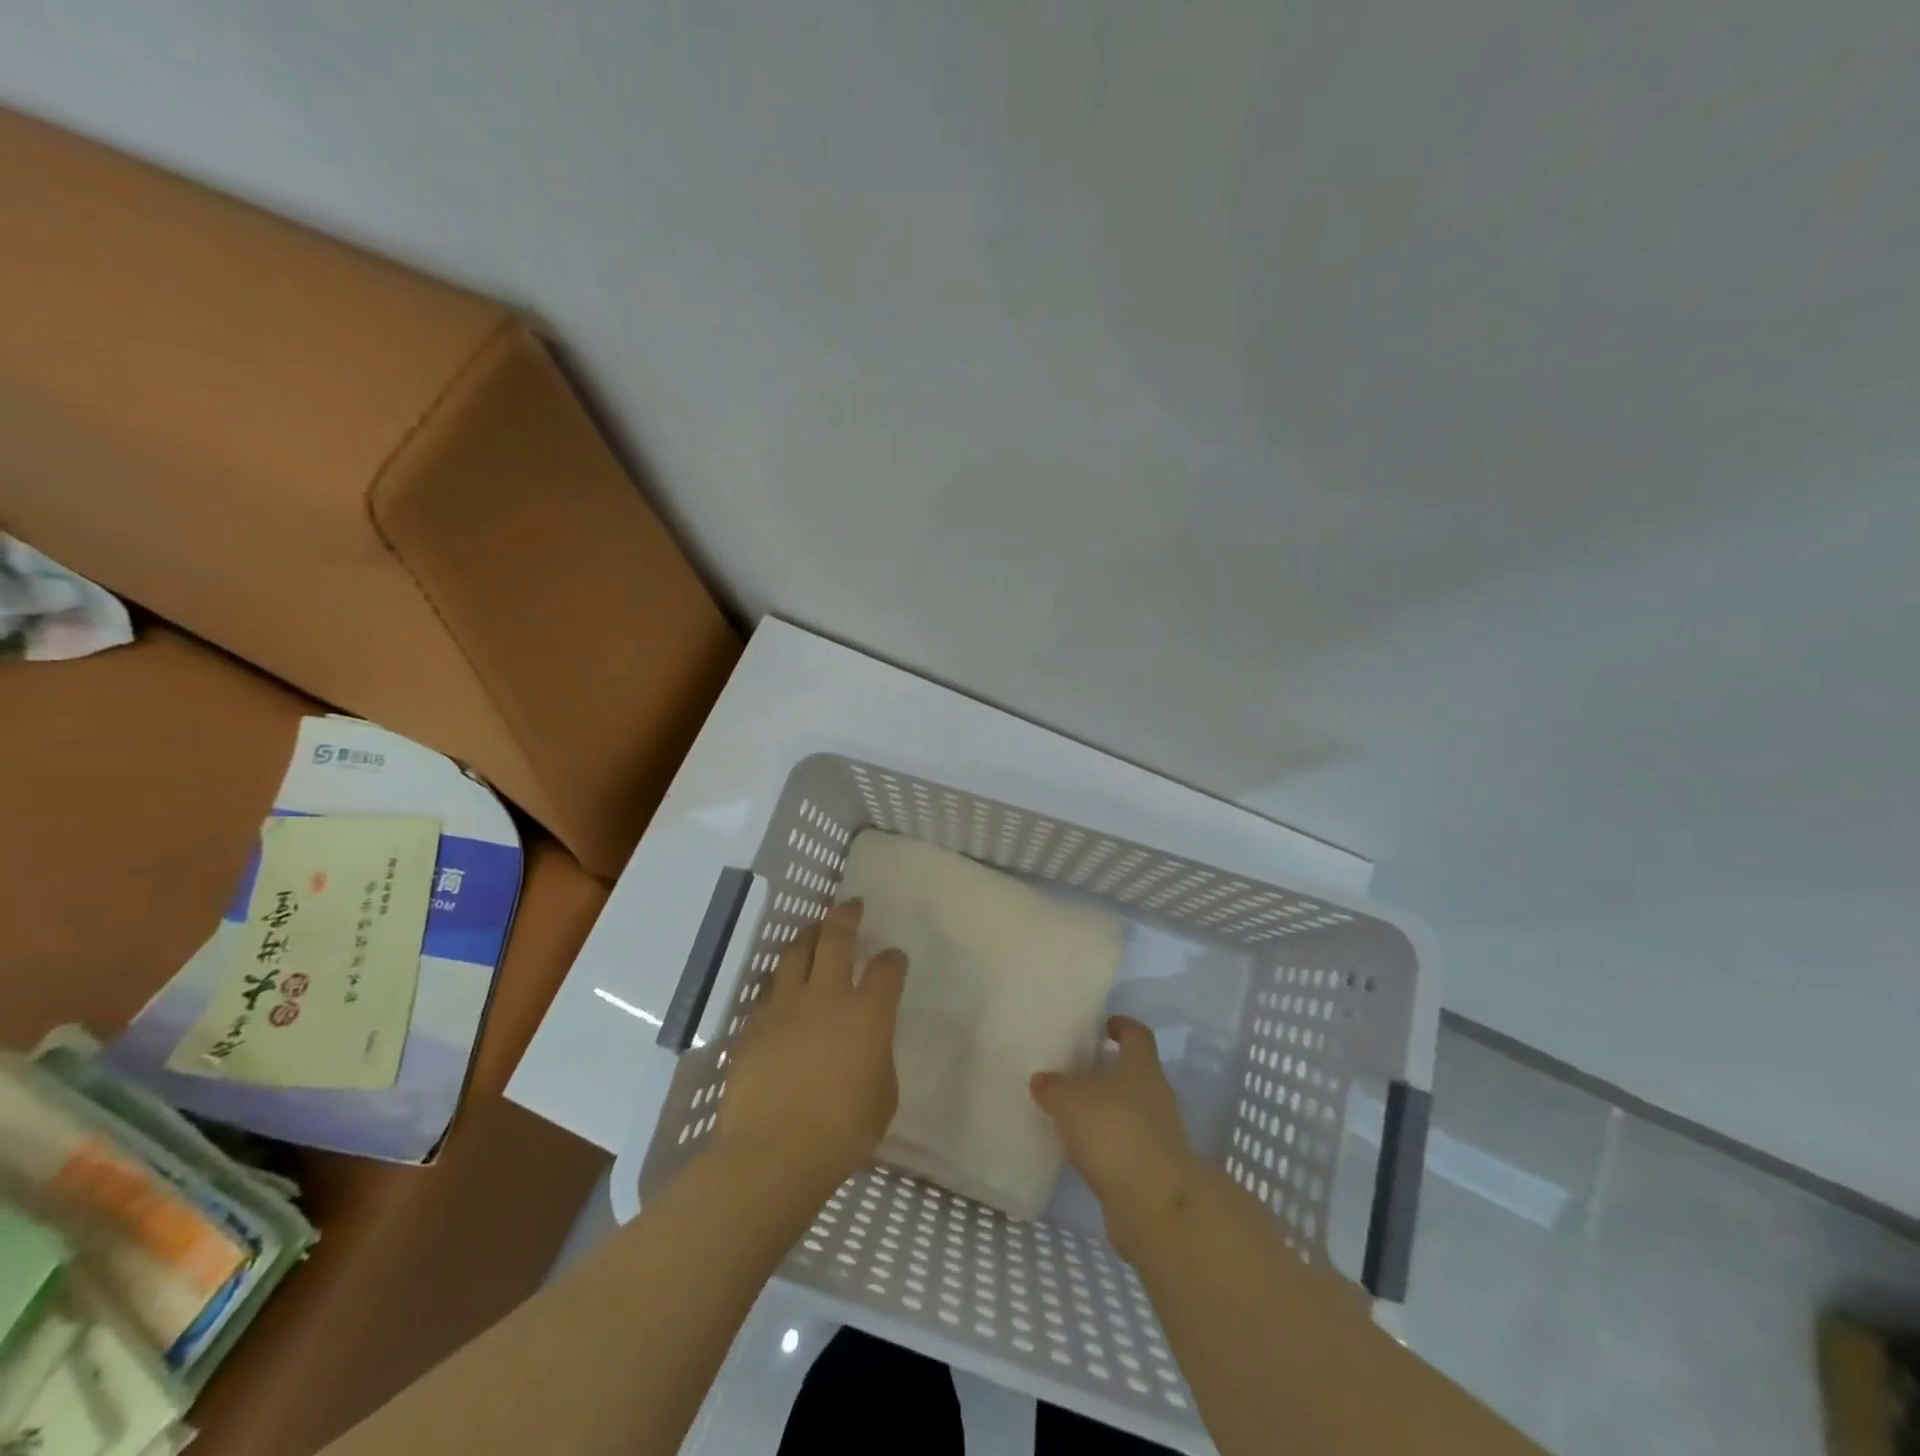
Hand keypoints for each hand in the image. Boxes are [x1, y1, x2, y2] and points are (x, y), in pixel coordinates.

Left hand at [716, 899, 907, 1198]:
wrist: (772, 1153)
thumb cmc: (841, 1133)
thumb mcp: (882, 1096)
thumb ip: (878, 1058)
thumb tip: (868, 1044)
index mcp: (868, 1014)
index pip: (887, 969)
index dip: (893, 959)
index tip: (894, 958)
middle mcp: (828, 996)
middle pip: (836, 939)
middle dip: (846, 916)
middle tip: (851, 905)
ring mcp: (786, 1006)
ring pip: (797, 952)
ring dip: (809, 935)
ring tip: (815, 930)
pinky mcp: (755, 1023)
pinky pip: (770, 988)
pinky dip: (782, 978)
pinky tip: (784, 984)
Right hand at [1030, 1016, 1199, 1260]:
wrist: (1154, 1204)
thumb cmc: (1114, 1132)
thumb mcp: (1070, 1100)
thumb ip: (1053, 1086)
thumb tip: (1042, 1079)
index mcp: (1142, 1067)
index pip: (1138, 1034)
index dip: (1122, 1026)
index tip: (1103, 1025)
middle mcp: (1156, 1095)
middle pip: (1134, 1073)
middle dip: (1108, 1070)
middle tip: (1076, 1070)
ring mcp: (1159, 1134)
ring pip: (1130, 1110)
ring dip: (1107, 1110)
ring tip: (1072, 1112)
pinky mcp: (1153, 1169)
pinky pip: (1126, 1145)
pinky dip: (1107, 1144)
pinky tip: (1081, 1150)